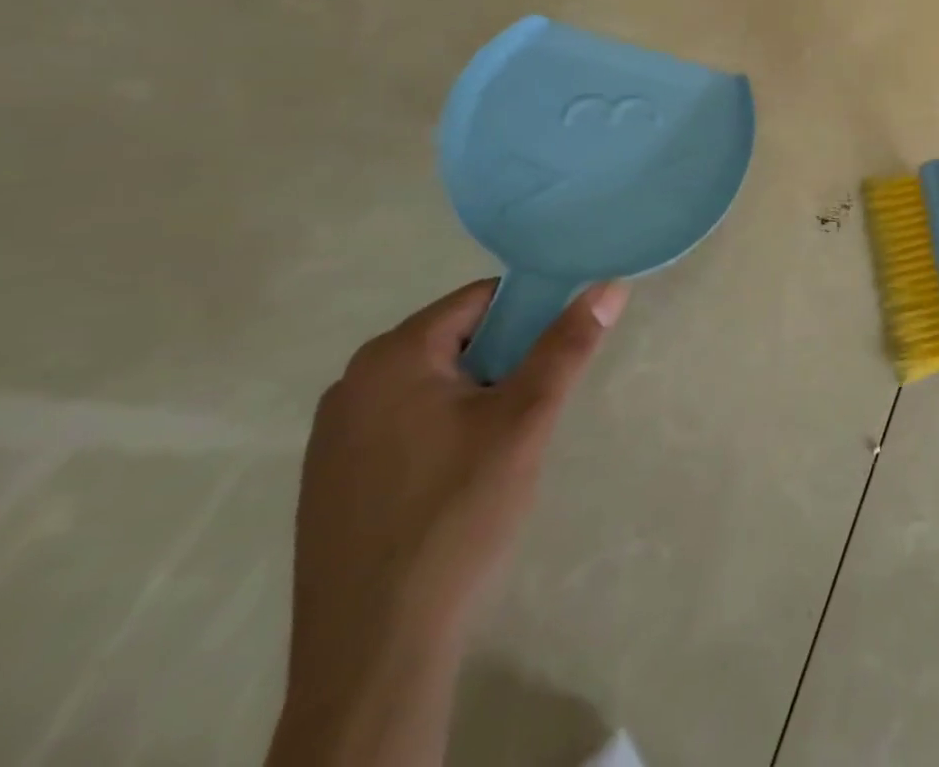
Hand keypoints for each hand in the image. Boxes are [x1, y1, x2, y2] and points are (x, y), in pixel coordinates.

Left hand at [270, 278, 625, 766]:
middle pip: (454, 341)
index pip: (481, 301)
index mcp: (393, 355)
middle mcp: (352, 382)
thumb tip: (609, 285)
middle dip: (502, 364)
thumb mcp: (526, 420)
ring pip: (430, 387)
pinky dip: (438, 435)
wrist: (375, 652)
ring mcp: (332, 436)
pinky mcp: (329, 482)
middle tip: (532, 411)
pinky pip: (400, 427)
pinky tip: (455, 485)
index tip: (558, 355)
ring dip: (473, 400)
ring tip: (499, 451)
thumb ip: (567, 345)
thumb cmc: (457, 515)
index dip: (530, 317)